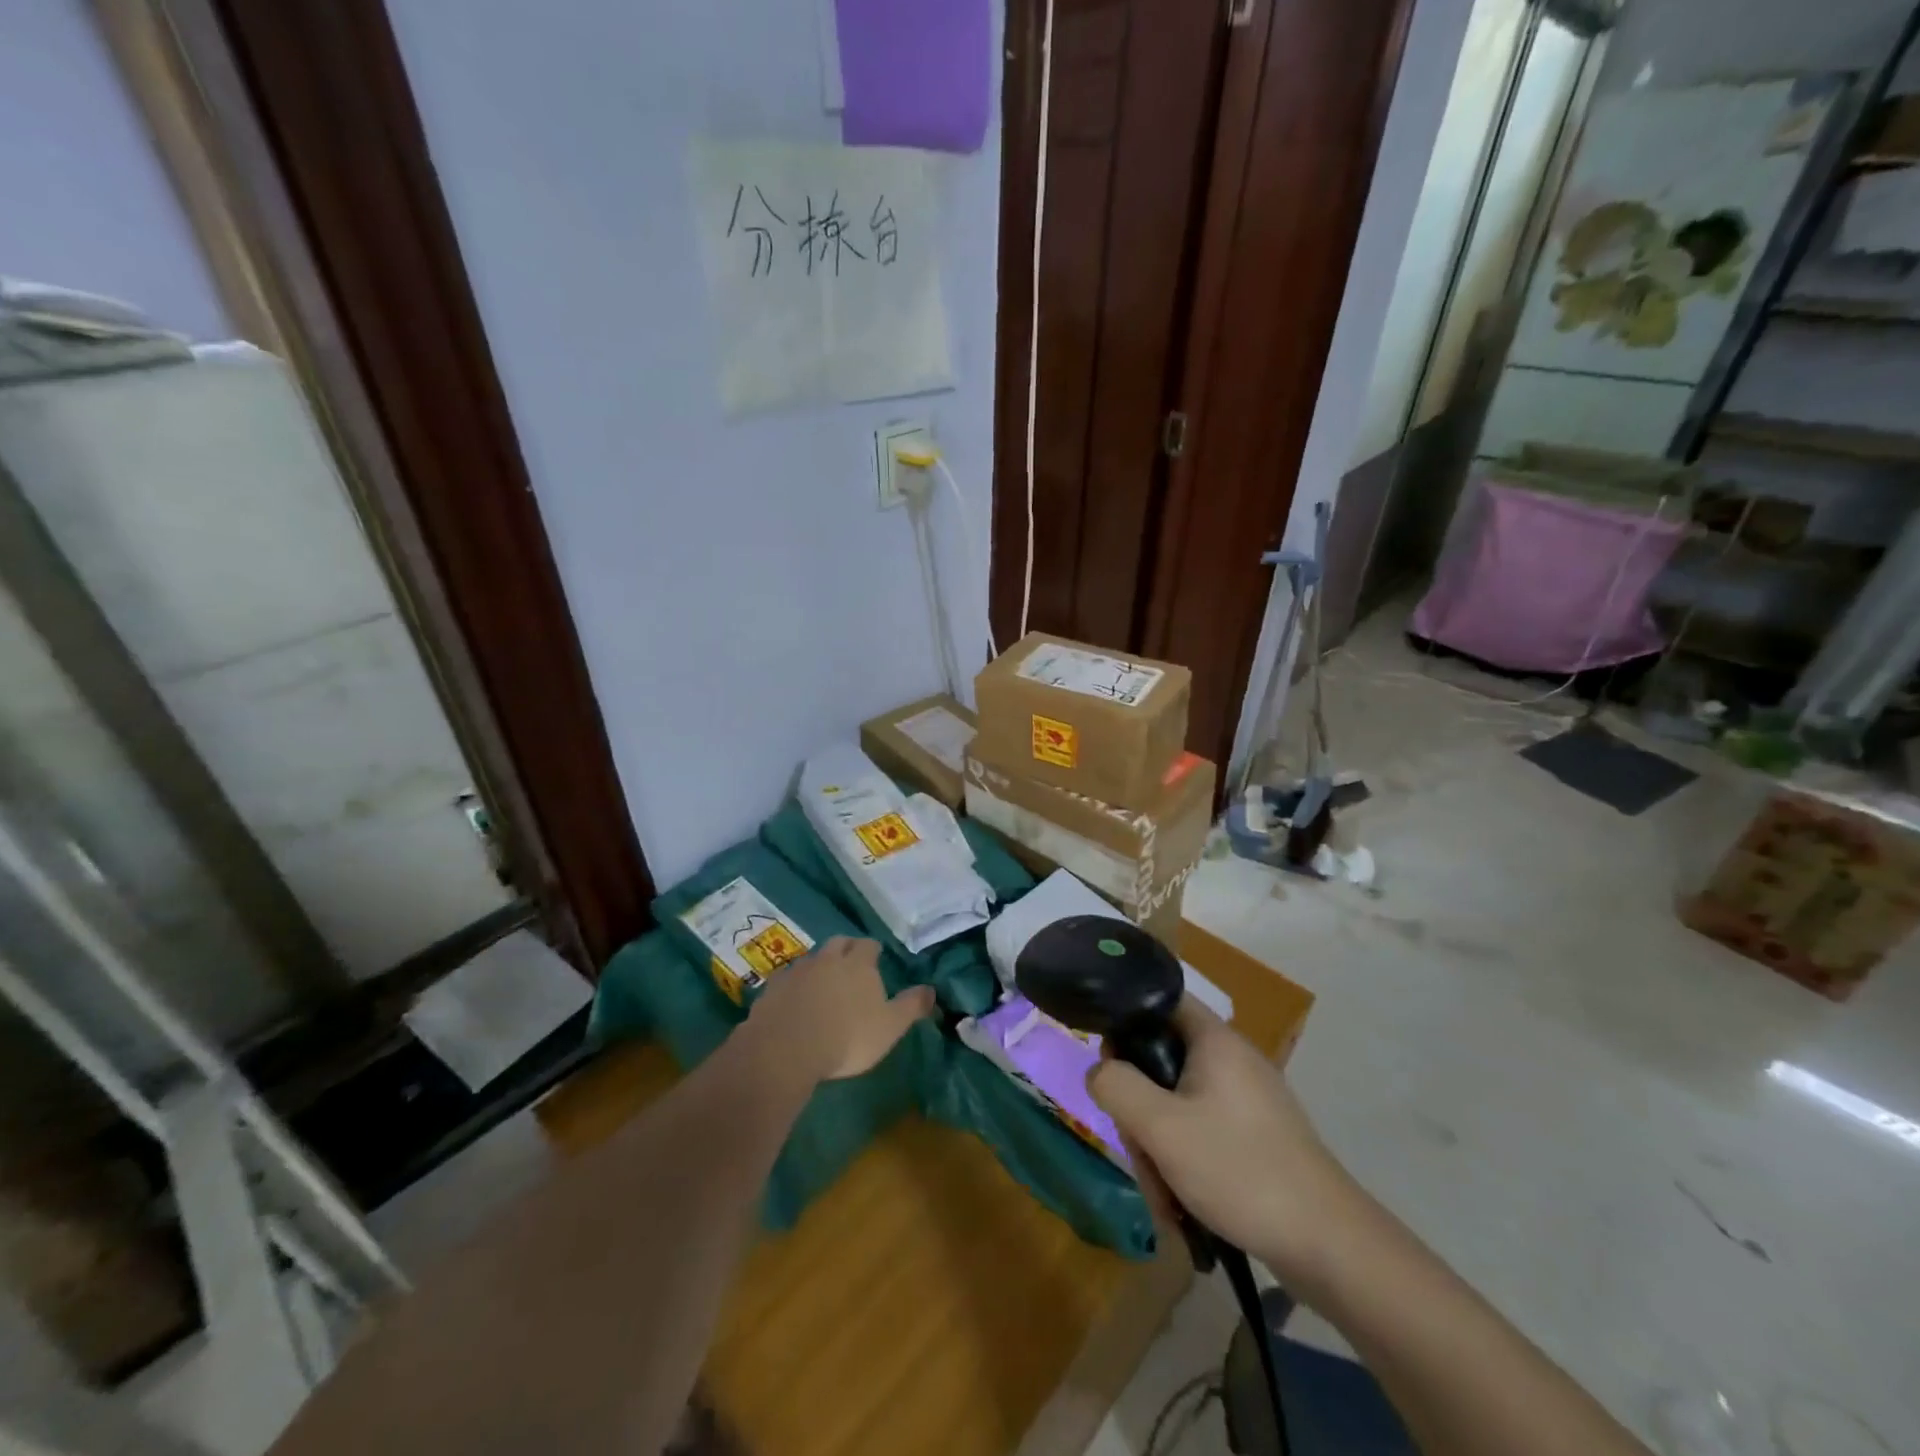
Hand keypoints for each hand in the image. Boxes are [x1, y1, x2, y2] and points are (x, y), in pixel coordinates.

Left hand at [749, 936, 934, 1082]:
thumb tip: (932, 989)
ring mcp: (797, 971)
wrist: (786, 1049)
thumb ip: (911, 1006)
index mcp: (858, 963)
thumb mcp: (890, 1027)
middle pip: (838, 943)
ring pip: (811, 959)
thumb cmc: (847, 1037)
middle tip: (850, 965)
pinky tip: (794, 1001)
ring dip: (818, 967)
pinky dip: (793, 986)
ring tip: (822, 985)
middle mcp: (827, 958)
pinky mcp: (772, 988)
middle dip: (845, 950)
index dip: (873, 951)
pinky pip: (786, 979)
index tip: (876, 958)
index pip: (868, 945)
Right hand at [1088, 996, 1358, 1284]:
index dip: (1125, 1024)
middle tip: (1140, 1150)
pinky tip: (1183, 1203)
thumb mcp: (1161, 1127)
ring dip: (1160, 1145)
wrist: (1330, 1246)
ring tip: (1164, 1196)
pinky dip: (1185, 1161)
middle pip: (1162, 1061)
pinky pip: (1202, 1131)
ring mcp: (1248, 1099)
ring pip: (1178, 1104)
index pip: (1158, 1001)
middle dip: (1140, 1109)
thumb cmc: (1239, 1170)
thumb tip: (1098, 1071)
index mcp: (1214, 1039)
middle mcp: (1232, 1059)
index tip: (1110, 1068)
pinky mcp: (1257, 1135)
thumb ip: (1116, 1087)